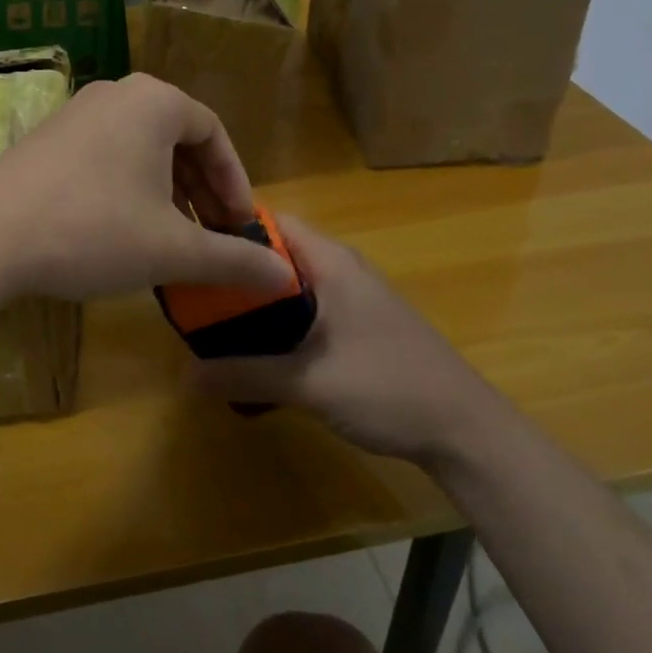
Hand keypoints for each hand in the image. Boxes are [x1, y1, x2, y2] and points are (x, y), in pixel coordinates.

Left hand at [0, 73, 294, 302]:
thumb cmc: (93, 231)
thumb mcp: (172, 249)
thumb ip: (234, 259)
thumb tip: (288, 279)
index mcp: (154, 102)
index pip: (214, 134)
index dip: (234, 183)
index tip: (241, 227)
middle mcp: (117, 93)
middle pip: (177, 139)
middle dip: (201, 190)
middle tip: (212, 236)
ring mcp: (76, 112)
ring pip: (141, 148)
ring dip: (167, 191)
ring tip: (173, 238)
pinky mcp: (48, 137)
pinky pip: (107, 154)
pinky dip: (129, 186)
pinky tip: (125, 229)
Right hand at [190, 214, 498, 464]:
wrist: (466, 431)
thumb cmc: (389, 387)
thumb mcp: (309, 382)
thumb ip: (246, 374)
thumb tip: (185, 376)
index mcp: (330, 262)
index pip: (269, 221)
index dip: (229, 229)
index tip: (194, 253)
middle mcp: (340, 270)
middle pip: (275, 255)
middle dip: (236, 273)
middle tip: (194, 297)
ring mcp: (353, 299)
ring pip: (290, 287)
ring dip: (256, 304)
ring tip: (214, 328)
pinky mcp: (358, 327)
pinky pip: (306, 312)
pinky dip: (279, 326)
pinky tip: (258, 357)